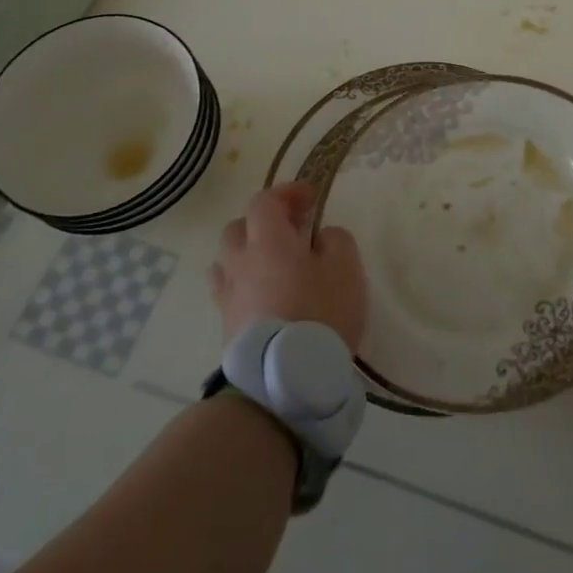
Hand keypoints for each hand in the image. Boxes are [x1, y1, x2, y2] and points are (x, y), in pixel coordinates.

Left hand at [209, 183, 366, 349]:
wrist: (286, 379)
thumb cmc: (321, 312)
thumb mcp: (346, 266)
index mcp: (268, 240)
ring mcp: (228, 295)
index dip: (286, 193)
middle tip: (292, 230)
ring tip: (274, 264)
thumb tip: (321, 237)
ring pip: (228, 260)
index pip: (264, 201)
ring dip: (249, 253)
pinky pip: (228, 291)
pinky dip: (244, 283)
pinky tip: (262, 294)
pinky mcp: (226, 326)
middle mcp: (240, 261)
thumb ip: (336, 239)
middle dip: (263, 222)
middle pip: (238, 228)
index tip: (310, 198)